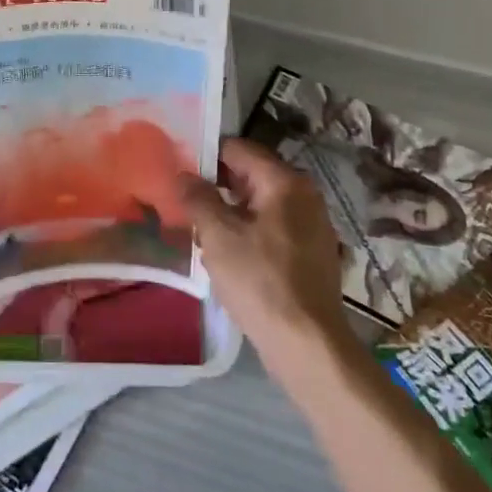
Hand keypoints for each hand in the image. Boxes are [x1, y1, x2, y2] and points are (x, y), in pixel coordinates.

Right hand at [178, 138, 348, 360]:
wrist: (307, 342)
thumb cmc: (259, 280)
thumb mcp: (218, 236)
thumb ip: (198, 198)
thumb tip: (183, 174)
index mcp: (285, 182)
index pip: (239, 149)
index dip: (207, 155)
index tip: (179, 168)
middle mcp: (305, 195)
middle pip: (252, 175)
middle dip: (217, 185)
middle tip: (184, 200)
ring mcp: (312, 224)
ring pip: (261, 204)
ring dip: (231, 211)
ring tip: (200, 228)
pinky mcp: (312, 252)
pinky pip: (273, 228)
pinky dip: (250, 231)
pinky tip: (228, 253)